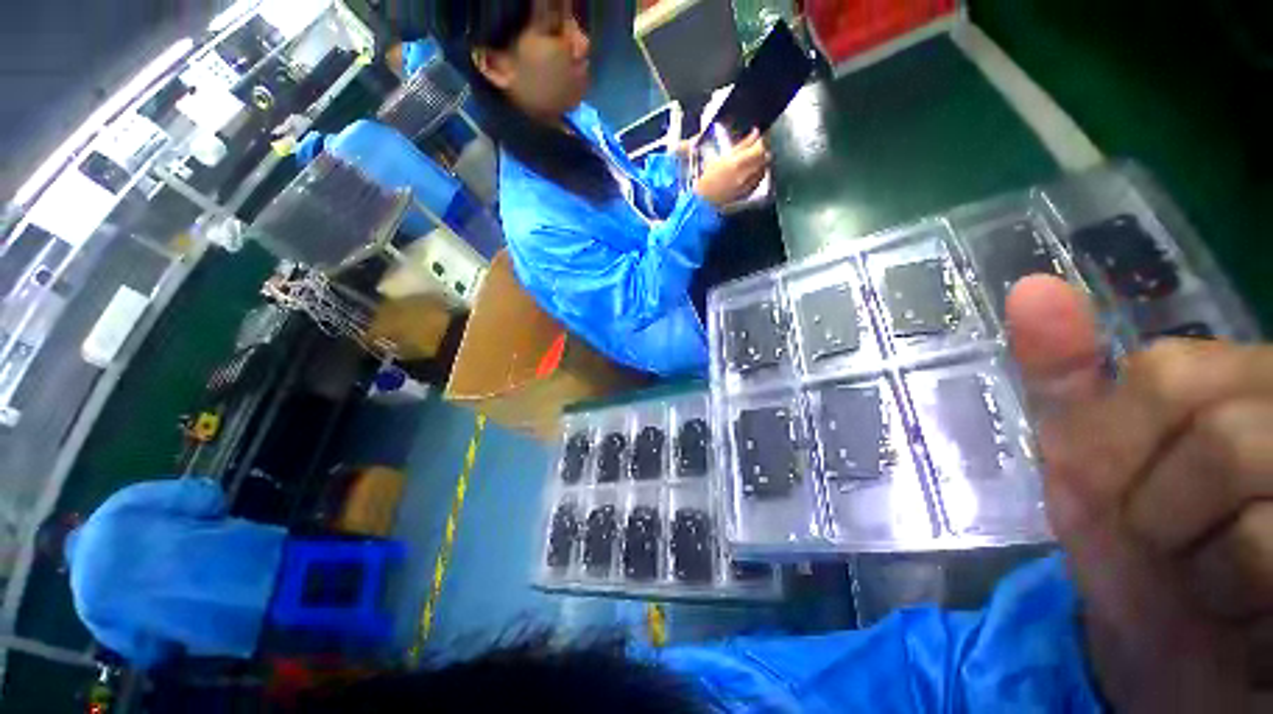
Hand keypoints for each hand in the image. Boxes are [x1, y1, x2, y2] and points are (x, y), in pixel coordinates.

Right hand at [693, 129, 769, 208]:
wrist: (706, 197)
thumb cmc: (711, 176)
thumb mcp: (724, 156)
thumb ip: (743, 144)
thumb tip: (756, 132)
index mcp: (739, 162)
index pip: (761, 147)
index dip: (762, 141)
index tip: (759, 139)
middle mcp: (746, 173)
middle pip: (765, 158)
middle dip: (762, 151)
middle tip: (756, 149)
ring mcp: (748, 184)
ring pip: (764, 168)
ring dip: (761, 162)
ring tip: (752, 161)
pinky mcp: (749, 192)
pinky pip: (760, 179)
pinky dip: (758, 173)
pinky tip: (750, 172)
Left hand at [1007, 276, 1272, 712]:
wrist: (1163, 657)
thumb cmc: (1130, 552)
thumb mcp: (1084, 461)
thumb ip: (1063, 376)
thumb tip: (1028, 287)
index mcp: (1240, 388)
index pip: (1170, 375)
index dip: (1120, 447)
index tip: (1112, 491)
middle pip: (1223, 440)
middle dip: (1161, 514)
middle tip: (1166, 548)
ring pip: (1258, 515)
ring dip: (1204, 572)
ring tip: (1213, 588)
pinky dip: (1241, 620)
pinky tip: (1249, 626)